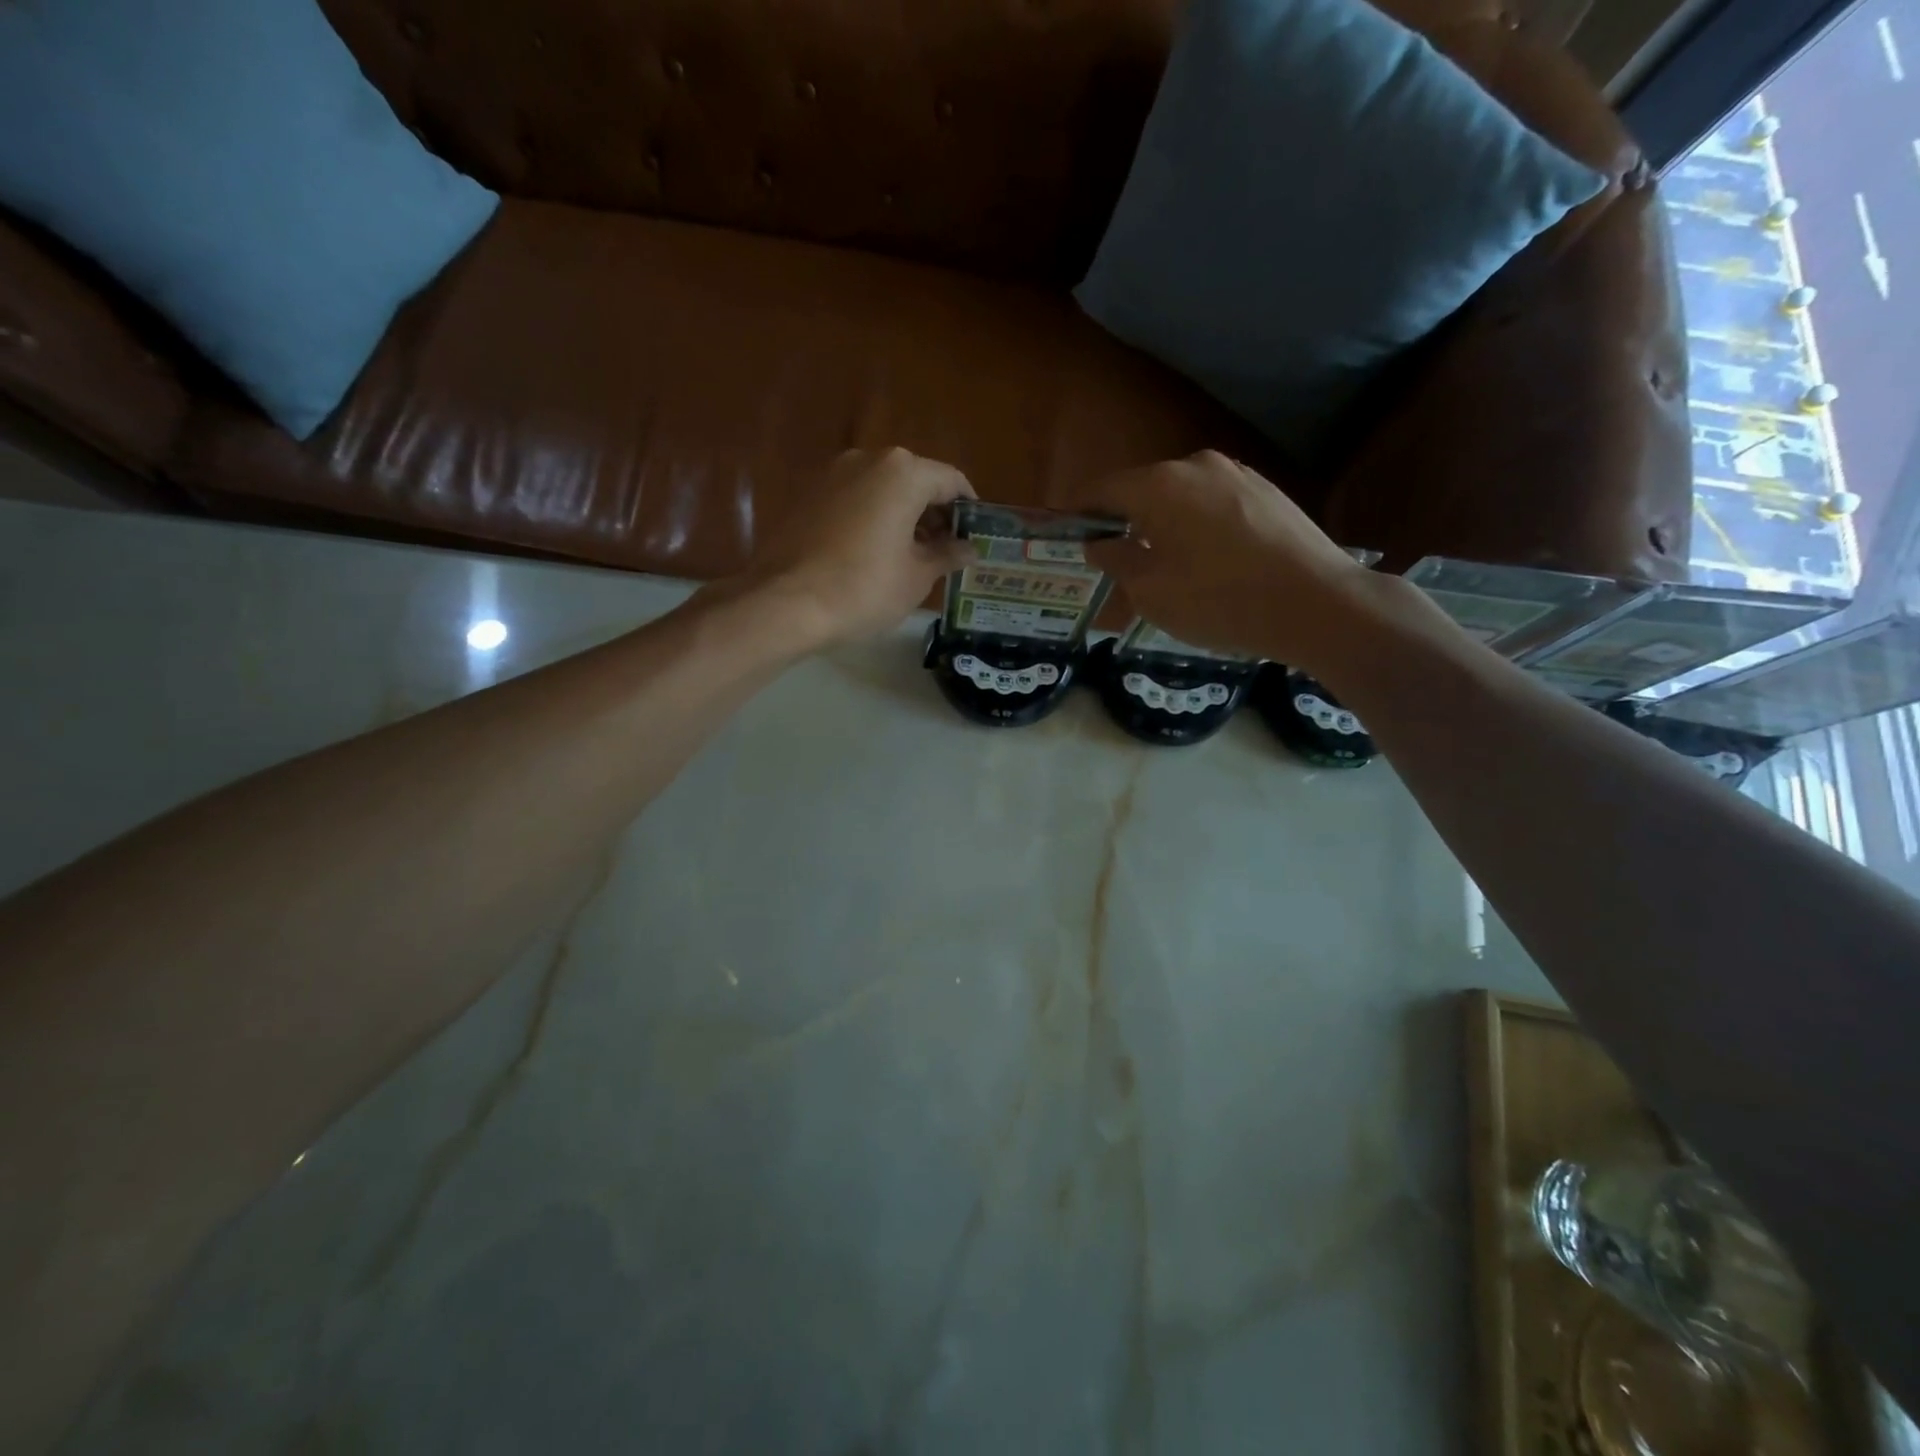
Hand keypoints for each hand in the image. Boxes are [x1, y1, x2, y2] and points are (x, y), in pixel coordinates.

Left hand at [741, 448, 975, 648]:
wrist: (785, 603)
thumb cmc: (864, 588)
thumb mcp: (917, 576)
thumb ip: (947, 555)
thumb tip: (968, 549)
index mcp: (903, 472)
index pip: (951, 481)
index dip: (969, 509)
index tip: (975, 536)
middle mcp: (867, 460)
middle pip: (915, 480)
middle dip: (935, 513)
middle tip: (947, 550)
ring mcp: (833, 474)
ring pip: (883, 489)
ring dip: (904, 516)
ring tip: (914, 556)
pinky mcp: (808, 495)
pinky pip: (855, 500)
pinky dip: (873, 518)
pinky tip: (875, 553)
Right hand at [1063, 451, 1369, 669]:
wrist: (1317, 603)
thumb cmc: (1219, 600)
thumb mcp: (1151, 592)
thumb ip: (1116, 561)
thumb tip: (1100, 543)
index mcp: (1160, 485)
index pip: (1102, 490)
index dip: (1078, 511)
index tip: (1064, 531)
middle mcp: (1197, 466)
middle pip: (1143, 490)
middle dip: (1122, 521)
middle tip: (1113, 558)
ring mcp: (1237, 475)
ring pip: (1181, 497)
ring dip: (1162, 524)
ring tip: (1161, 563)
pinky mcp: (1267, 492)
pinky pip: (1213, 504)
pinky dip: (1196, 526)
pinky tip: (1206, 560)